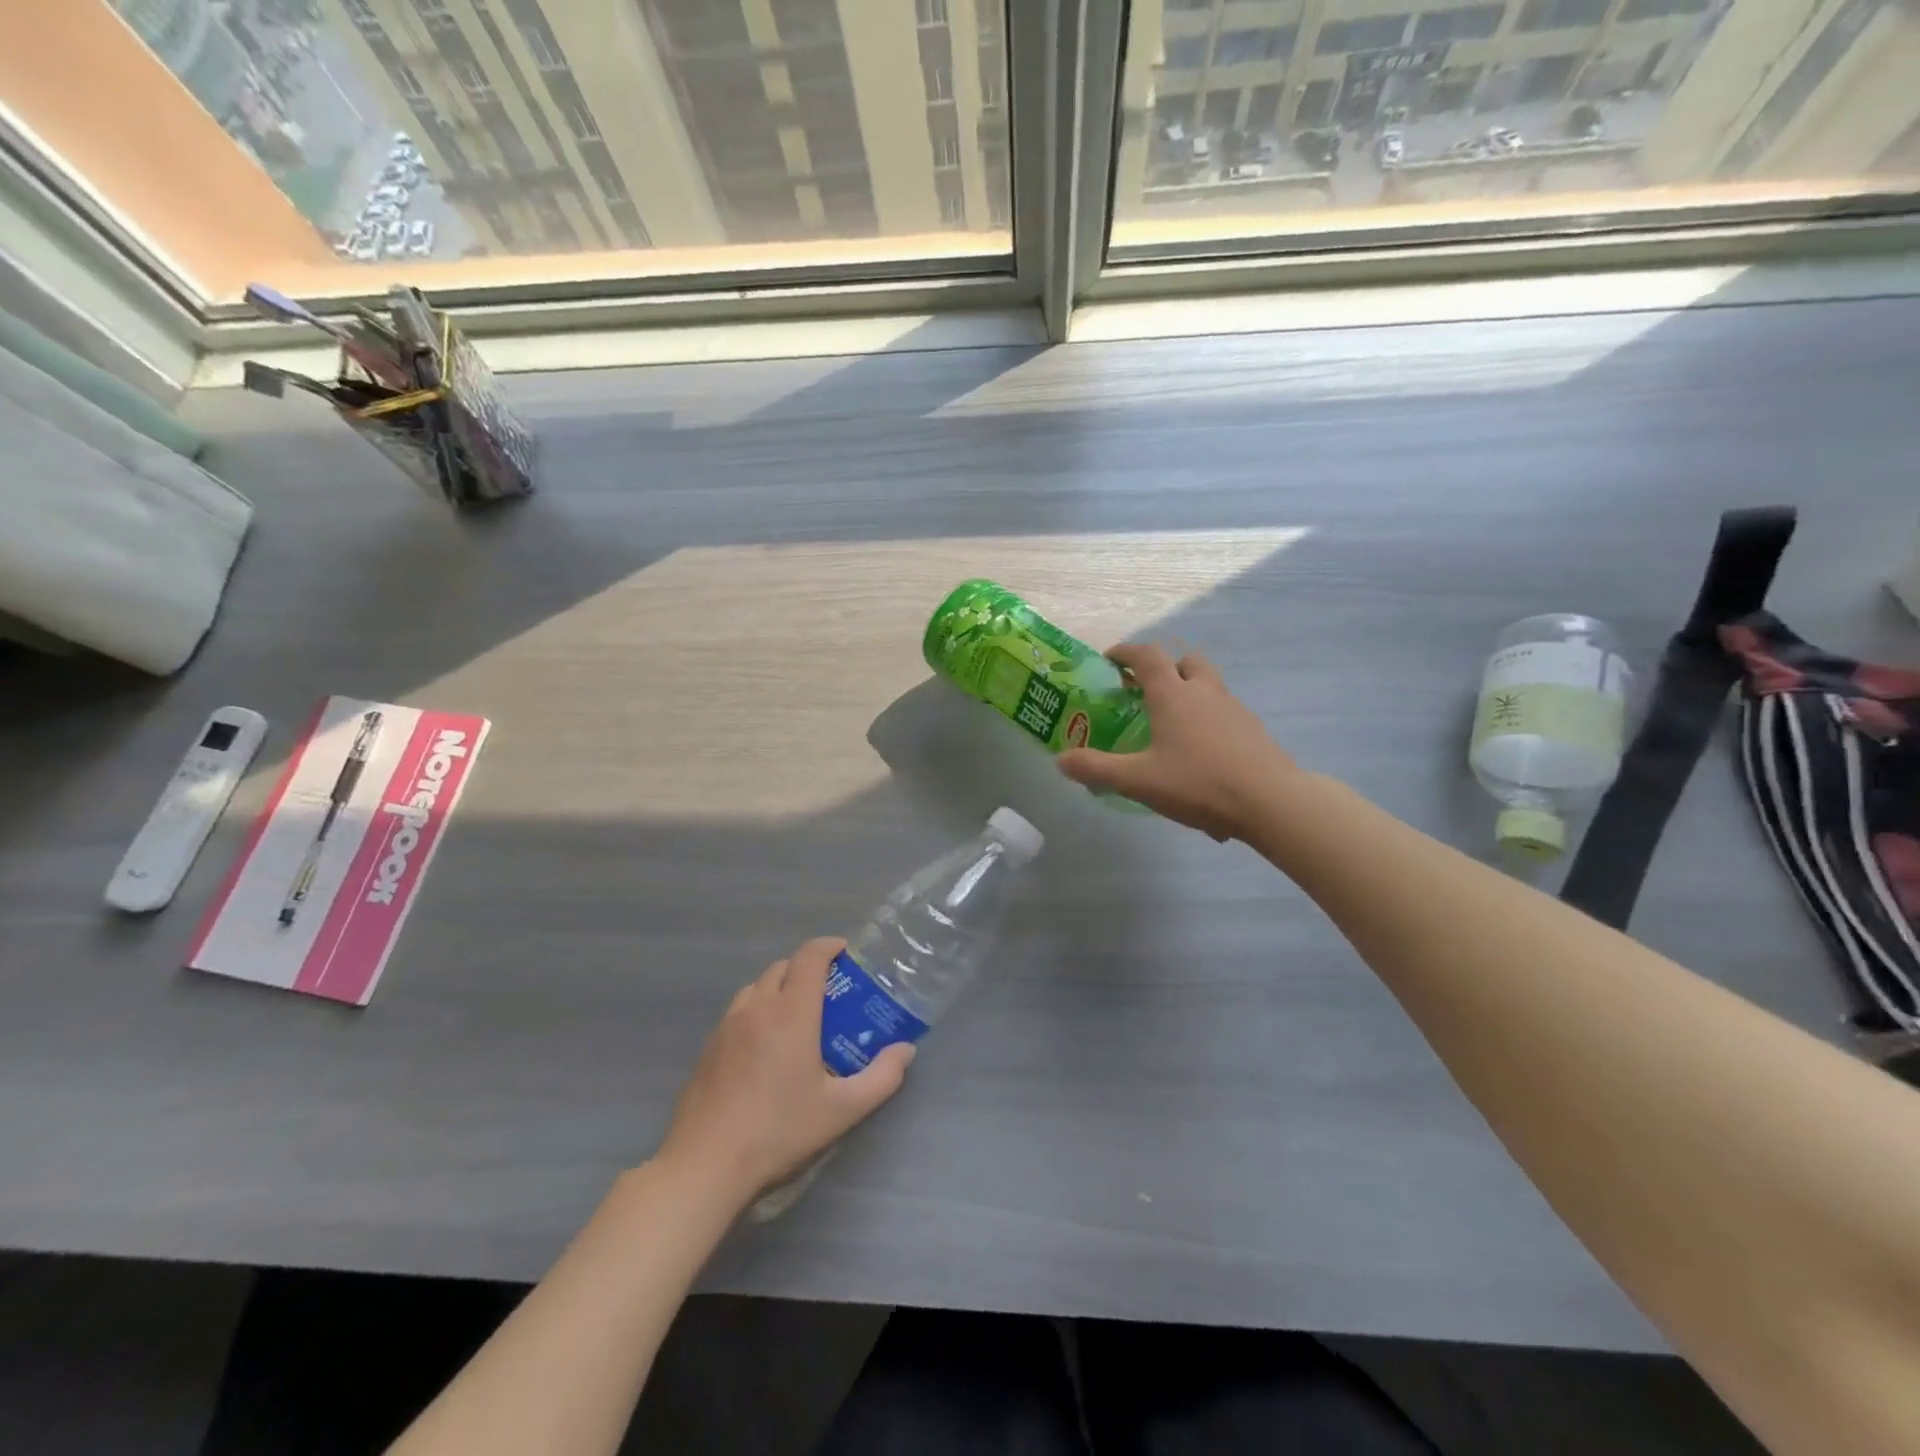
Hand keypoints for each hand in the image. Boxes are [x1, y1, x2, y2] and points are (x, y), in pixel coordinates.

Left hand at [655, 937, 914, 1207]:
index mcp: (791, 1012)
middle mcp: (757, 1008)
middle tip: (829, 992)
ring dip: (780, 986)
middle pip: (782, 966)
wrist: (705, 1165)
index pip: (809, 957)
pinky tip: (765, 1047)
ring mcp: (727, 1026)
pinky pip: (738, 1011)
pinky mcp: (708, 1047)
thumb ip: (882, 1077)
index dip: (829, 946)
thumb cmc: (778, 1131)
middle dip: (807, 967)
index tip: (846, 952)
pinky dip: (758, 1010)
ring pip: (757, 987)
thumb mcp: (842, 1110)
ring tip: (797, 1016)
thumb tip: (905, 1050)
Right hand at [1058, 643, 1298, 841]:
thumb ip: (1096, 769)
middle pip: (1185, 661)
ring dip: (1189, 691)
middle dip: (1164, 668)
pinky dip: (1208, 717)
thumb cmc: (1198, 783)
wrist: (1270, 801)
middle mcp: (1204, 691)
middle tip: (1146, 690)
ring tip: (1172, 723)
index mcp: (1173, 695)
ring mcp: (1233, 708)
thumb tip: (1061, 760)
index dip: (1126, 652)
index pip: (1147, 656)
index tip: (1111, 659)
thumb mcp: (1138, 781)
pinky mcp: (1252, 729)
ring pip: (1208, 684)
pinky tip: (1200, 751)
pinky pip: (1224, 711)